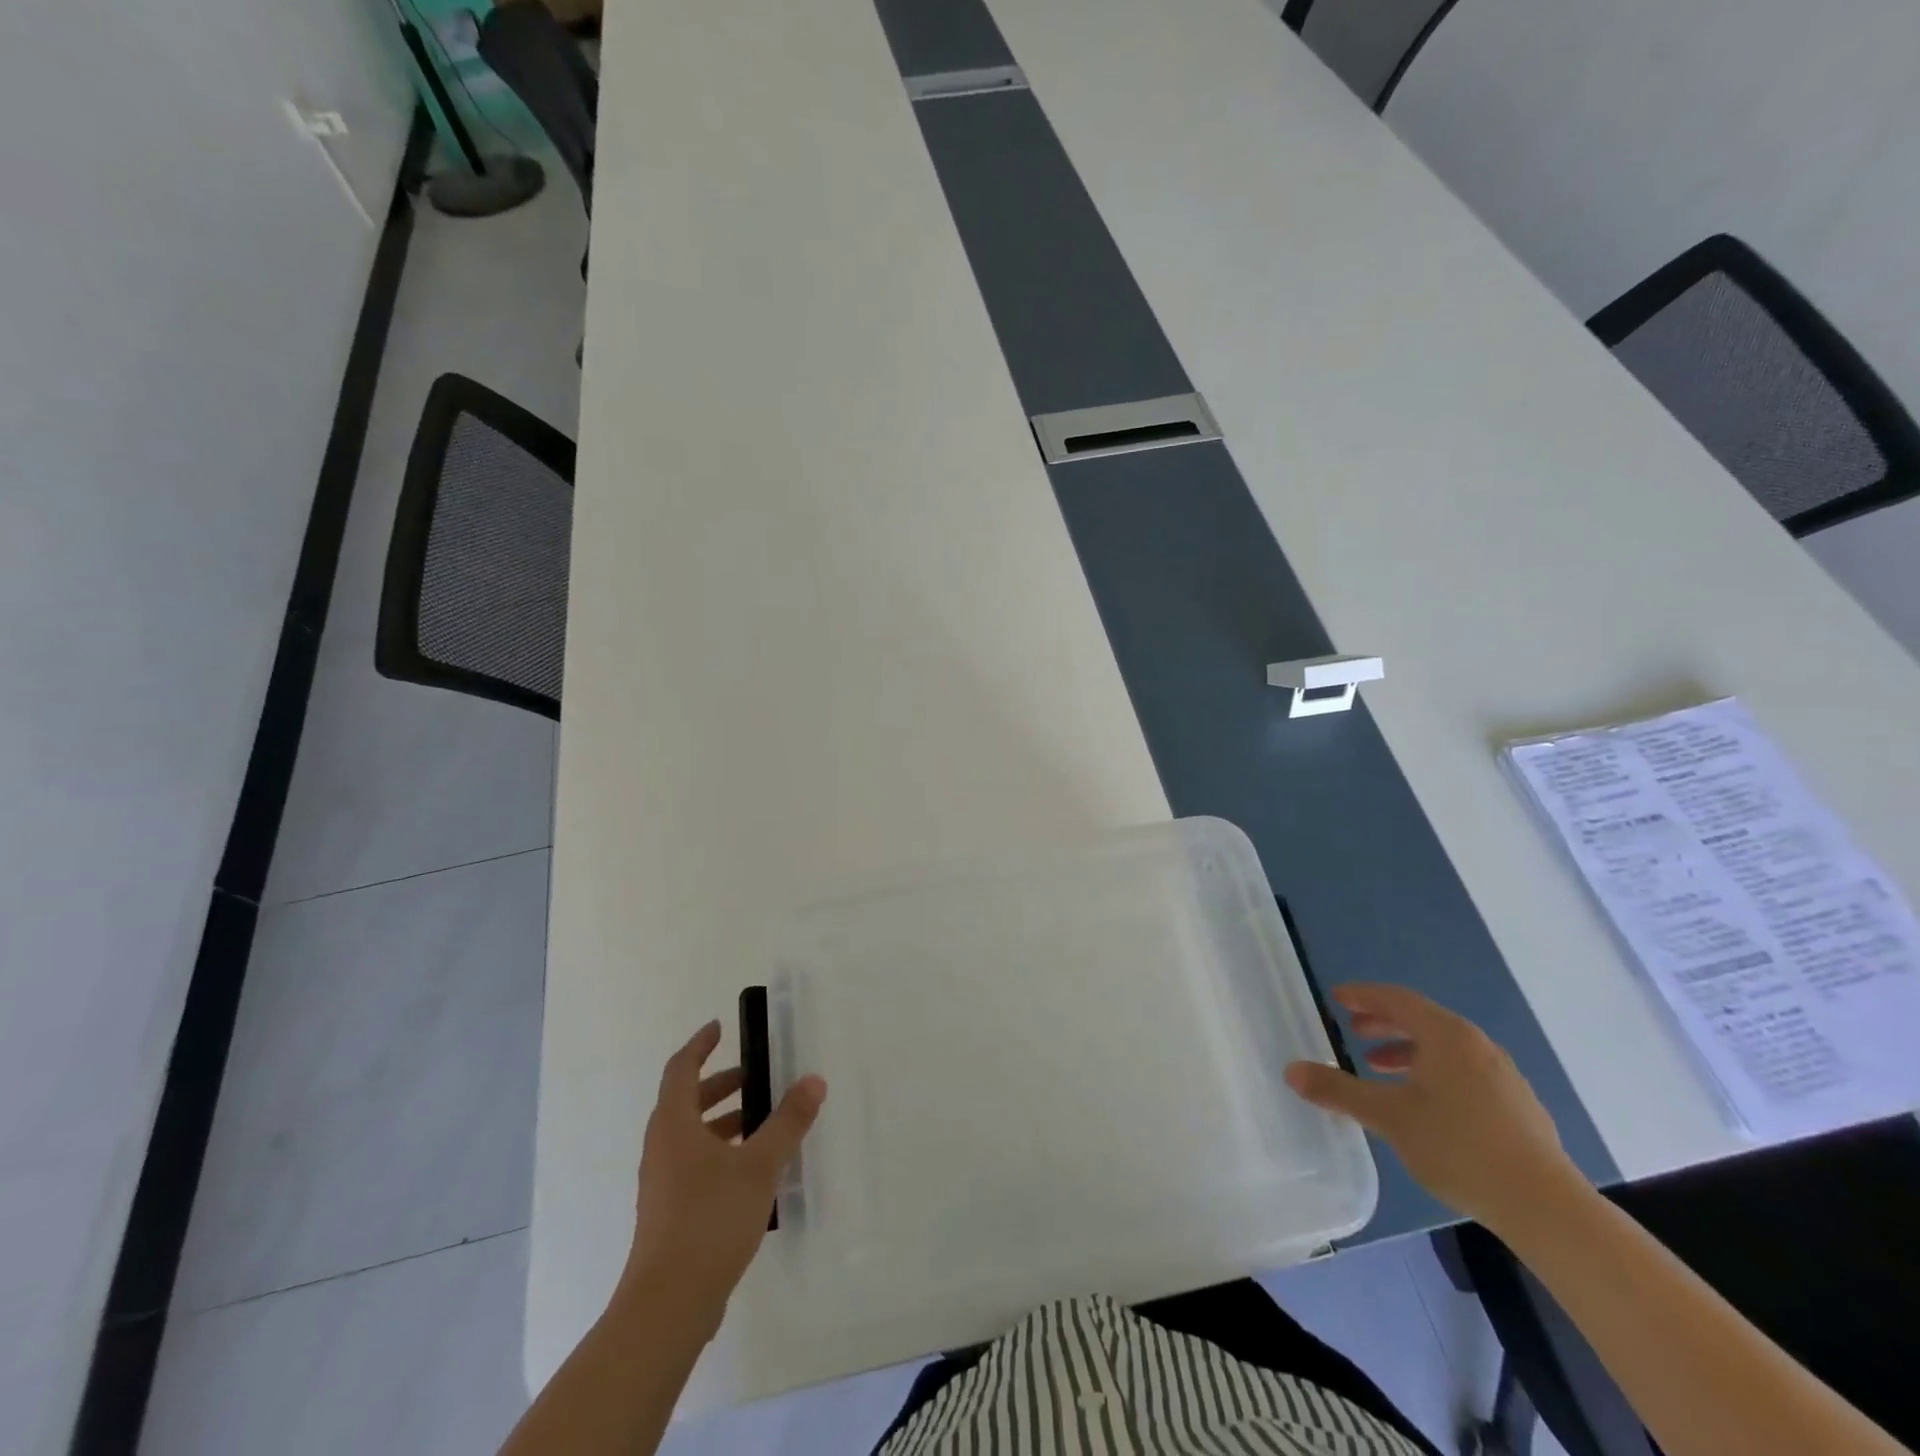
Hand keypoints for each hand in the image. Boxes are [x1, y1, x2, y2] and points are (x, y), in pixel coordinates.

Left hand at [620, 1021, 825, 1336]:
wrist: (668, 1307)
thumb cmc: (710, 1220)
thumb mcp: (759, 1165)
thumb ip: (788, 1121)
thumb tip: (813, 1079)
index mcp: (674, 1125)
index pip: (681, 1069)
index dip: (700, 1045)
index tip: (720, 1027)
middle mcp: (662, 1148)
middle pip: (686, 1102)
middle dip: (720, 1084)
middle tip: (755, 1077)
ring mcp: (662, 1184)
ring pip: (691, 1136)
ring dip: (723, 1120)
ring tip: (763, 1122)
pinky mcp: (670, 1214)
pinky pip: (695, 1164)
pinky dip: (721, 1151)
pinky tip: (754, 1171)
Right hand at [1285, 983, 1584, 1235]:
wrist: (1546, 1207)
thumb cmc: (1459, 1147)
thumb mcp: (1388, 1116)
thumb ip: (1338, 1090)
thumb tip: (1291, 1070)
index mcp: (1447, 1035)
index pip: (1397, 999)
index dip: (1363, 995)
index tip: (1337, 998)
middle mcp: (1477, 1045)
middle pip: (1422, 1020)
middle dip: (1383, 1022)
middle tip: (1353, 1029)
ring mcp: (1503, 1075)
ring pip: (1444, 1048)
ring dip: (1407, 1050)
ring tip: (1380, 1067)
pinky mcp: (1517, 1106)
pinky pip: (1464, 1071)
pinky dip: (1433, 1072)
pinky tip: (1423, 1104)